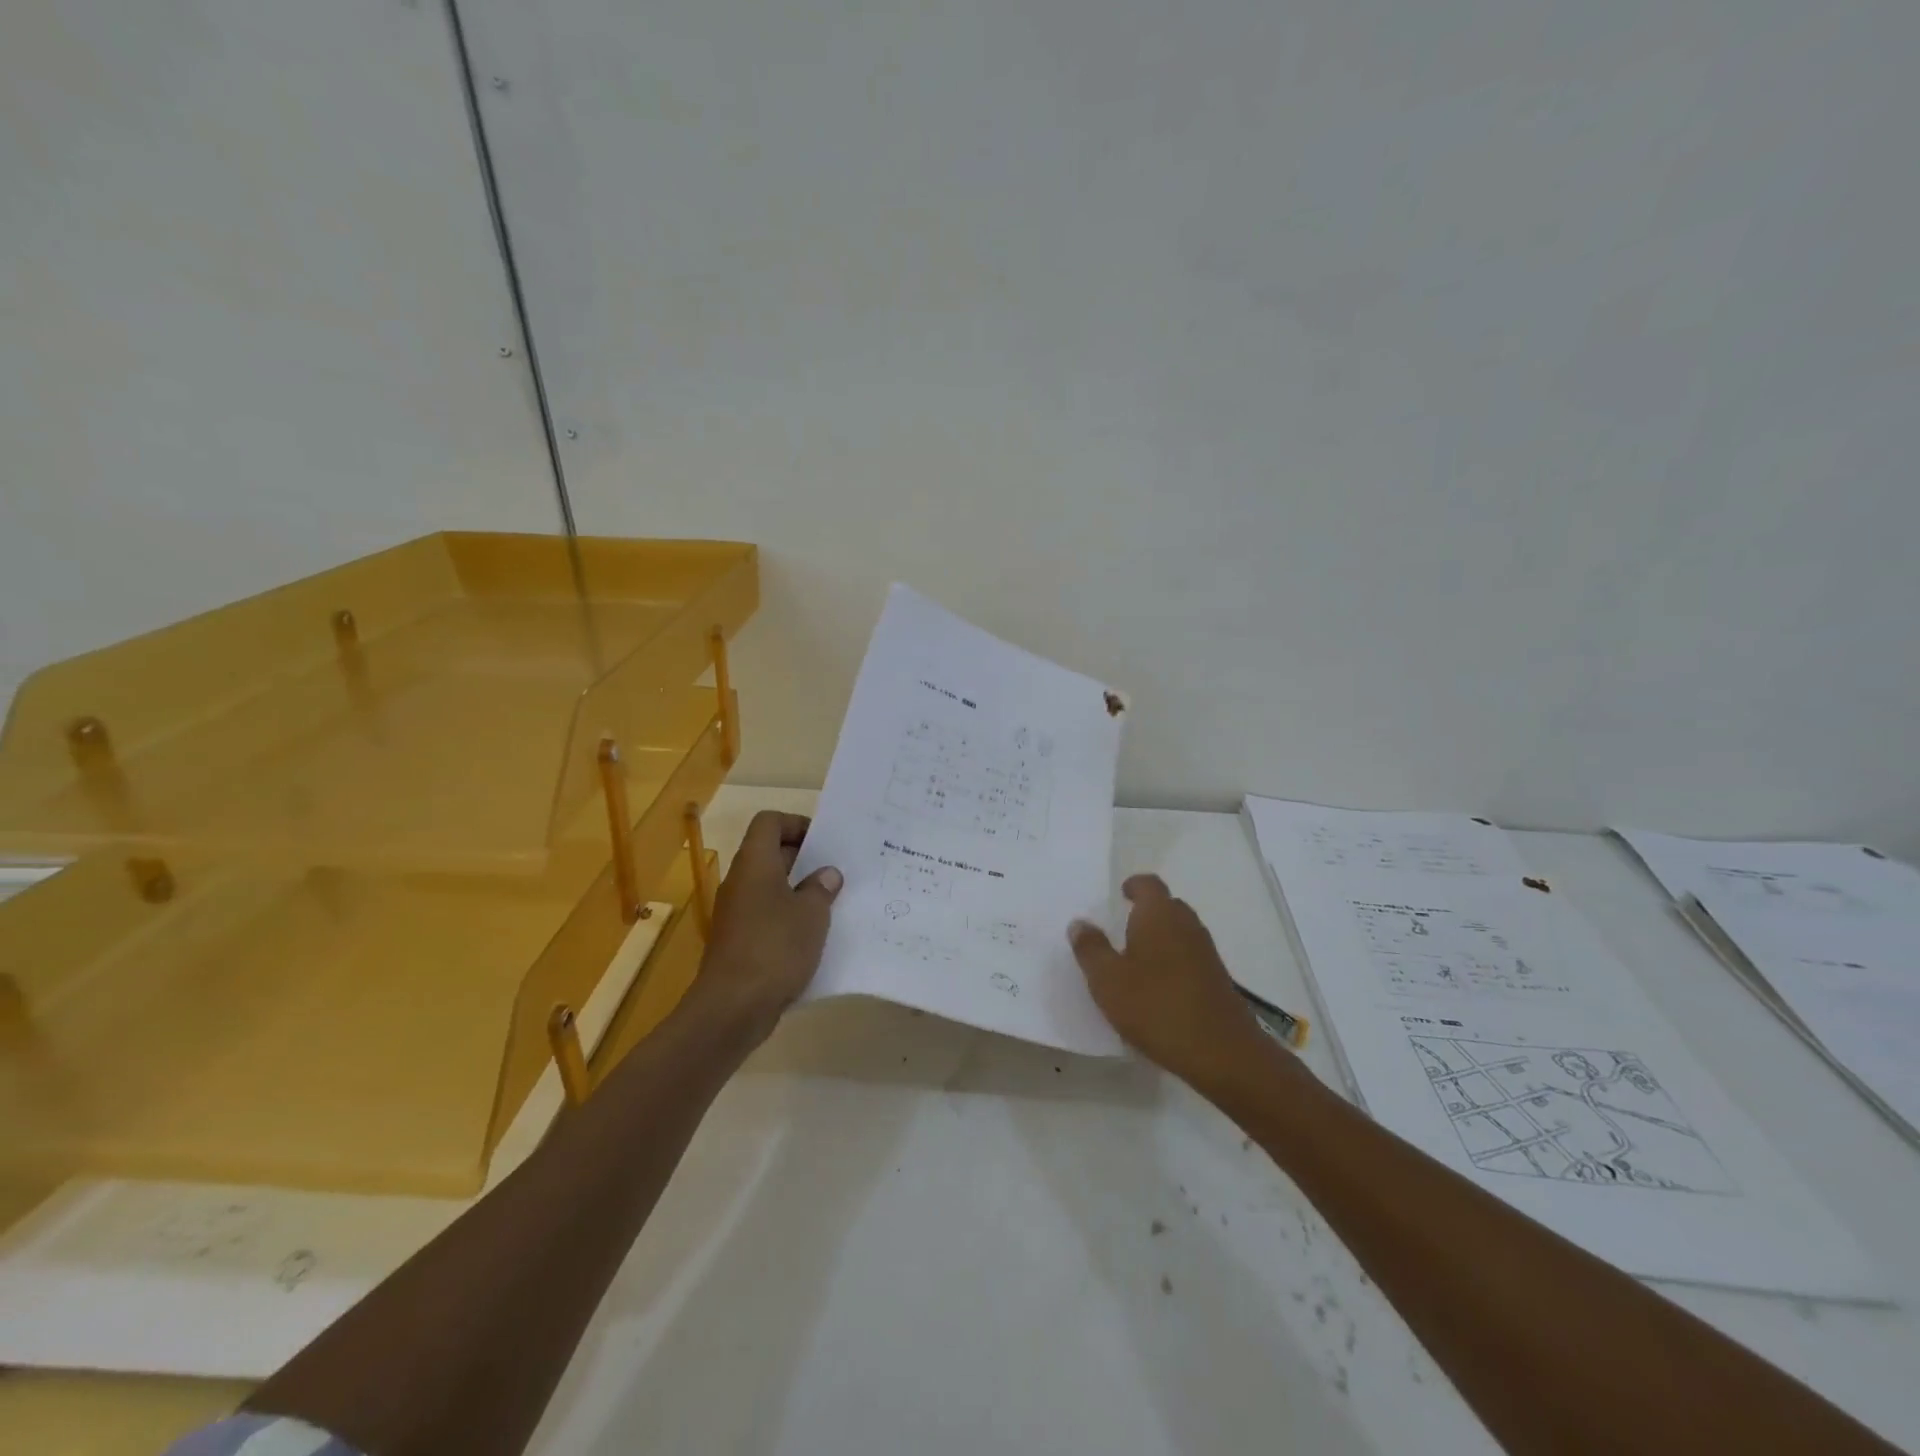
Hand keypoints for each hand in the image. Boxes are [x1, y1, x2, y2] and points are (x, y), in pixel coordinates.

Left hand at [689, 811, 841, 1043]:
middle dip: (804, 859)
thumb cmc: (775, 947)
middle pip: (770, 854)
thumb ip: (821, 889)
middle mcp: (741, 882)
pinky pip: (766, 916)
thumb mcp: (812, 914)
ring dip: (798, 891)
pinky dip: (788, 918)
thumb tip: (826, 875)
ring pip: (770, 887)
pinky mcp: (739, 941)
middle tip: (837, 872)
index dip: (796, 824)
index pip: (769, 822)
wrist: (732, 1007)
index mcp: (755, 863)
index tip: (824, 842)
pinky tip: (814, 936)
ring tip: (832, 903)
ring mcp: (736, 913)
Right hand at [1068, 874, 1271, 1082]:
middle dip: (1146, 912)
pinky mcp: (1217, 978)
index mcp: (1158, 914)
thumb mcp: (1107, 980)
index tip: (1121, 894)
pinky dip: (1173, 961)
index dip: (1134, 885)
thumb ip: (1091, 948)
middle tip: (1122, 928)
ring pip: (1180, 932)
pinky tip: (1158, 987)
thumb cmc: (1156, 1006)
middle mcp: (1186, 924)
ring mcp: (1206, 952)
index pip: (1149, 884)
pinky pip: (1189, 956)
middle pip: (1167, 905)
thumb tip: (1080, 923)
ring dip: (1160, 938)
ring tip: (1136, 959)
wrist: (1221, 1052)